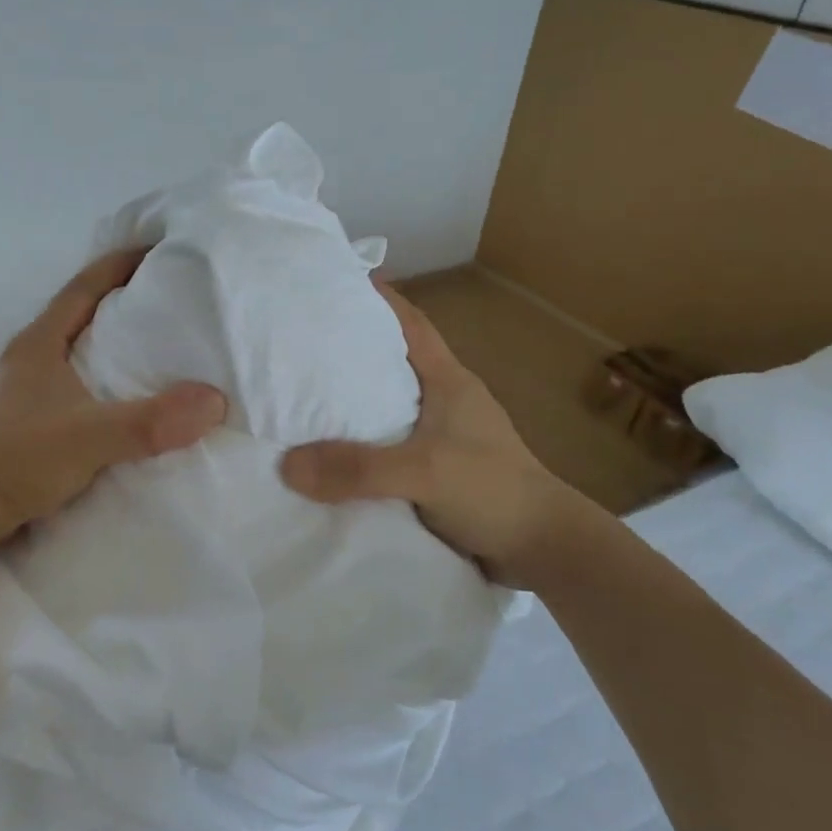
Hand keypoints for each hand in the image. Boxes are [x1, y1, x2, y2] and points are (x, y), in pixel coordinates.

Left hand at [0, 248, 228, 542]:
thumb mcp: (91, 437)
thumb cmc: (20, 460)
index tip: (159, 251)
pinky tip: (130, 395)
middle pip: (82, 313)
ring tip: (160, 344)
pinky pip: (79, 381)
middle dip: (124, 301)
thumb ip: (150, 421)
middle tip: (172, 298)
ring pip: (80, 350)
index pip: (83, 287)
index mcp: (39, 343)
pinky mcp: (32, 417)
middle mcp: (31, 357)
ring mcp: (28, 388)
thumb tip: (214, 401)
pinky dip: (107, 378)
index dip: (119, 265)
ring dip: (115, 343)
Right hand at [278, 282, 577, 587]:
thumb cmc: (494, 491)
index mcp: (449, 381)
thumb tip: (288, 464)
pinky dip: (359, 442)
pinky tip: (330, 453)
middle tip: (301, 341)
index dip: (379, 299)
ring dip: (352, 400)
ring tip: (302, 395)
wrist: (543, 549)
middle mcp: (444, 401)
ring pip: (386, 405)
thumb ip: (360, 468)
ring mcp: (442, 437)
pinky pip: (387, 445)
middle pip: (392, 361)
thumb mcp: (426, 473)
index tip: (338, 280)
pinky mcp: (436, 470)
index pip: (411, 324)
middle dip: (351, 348)